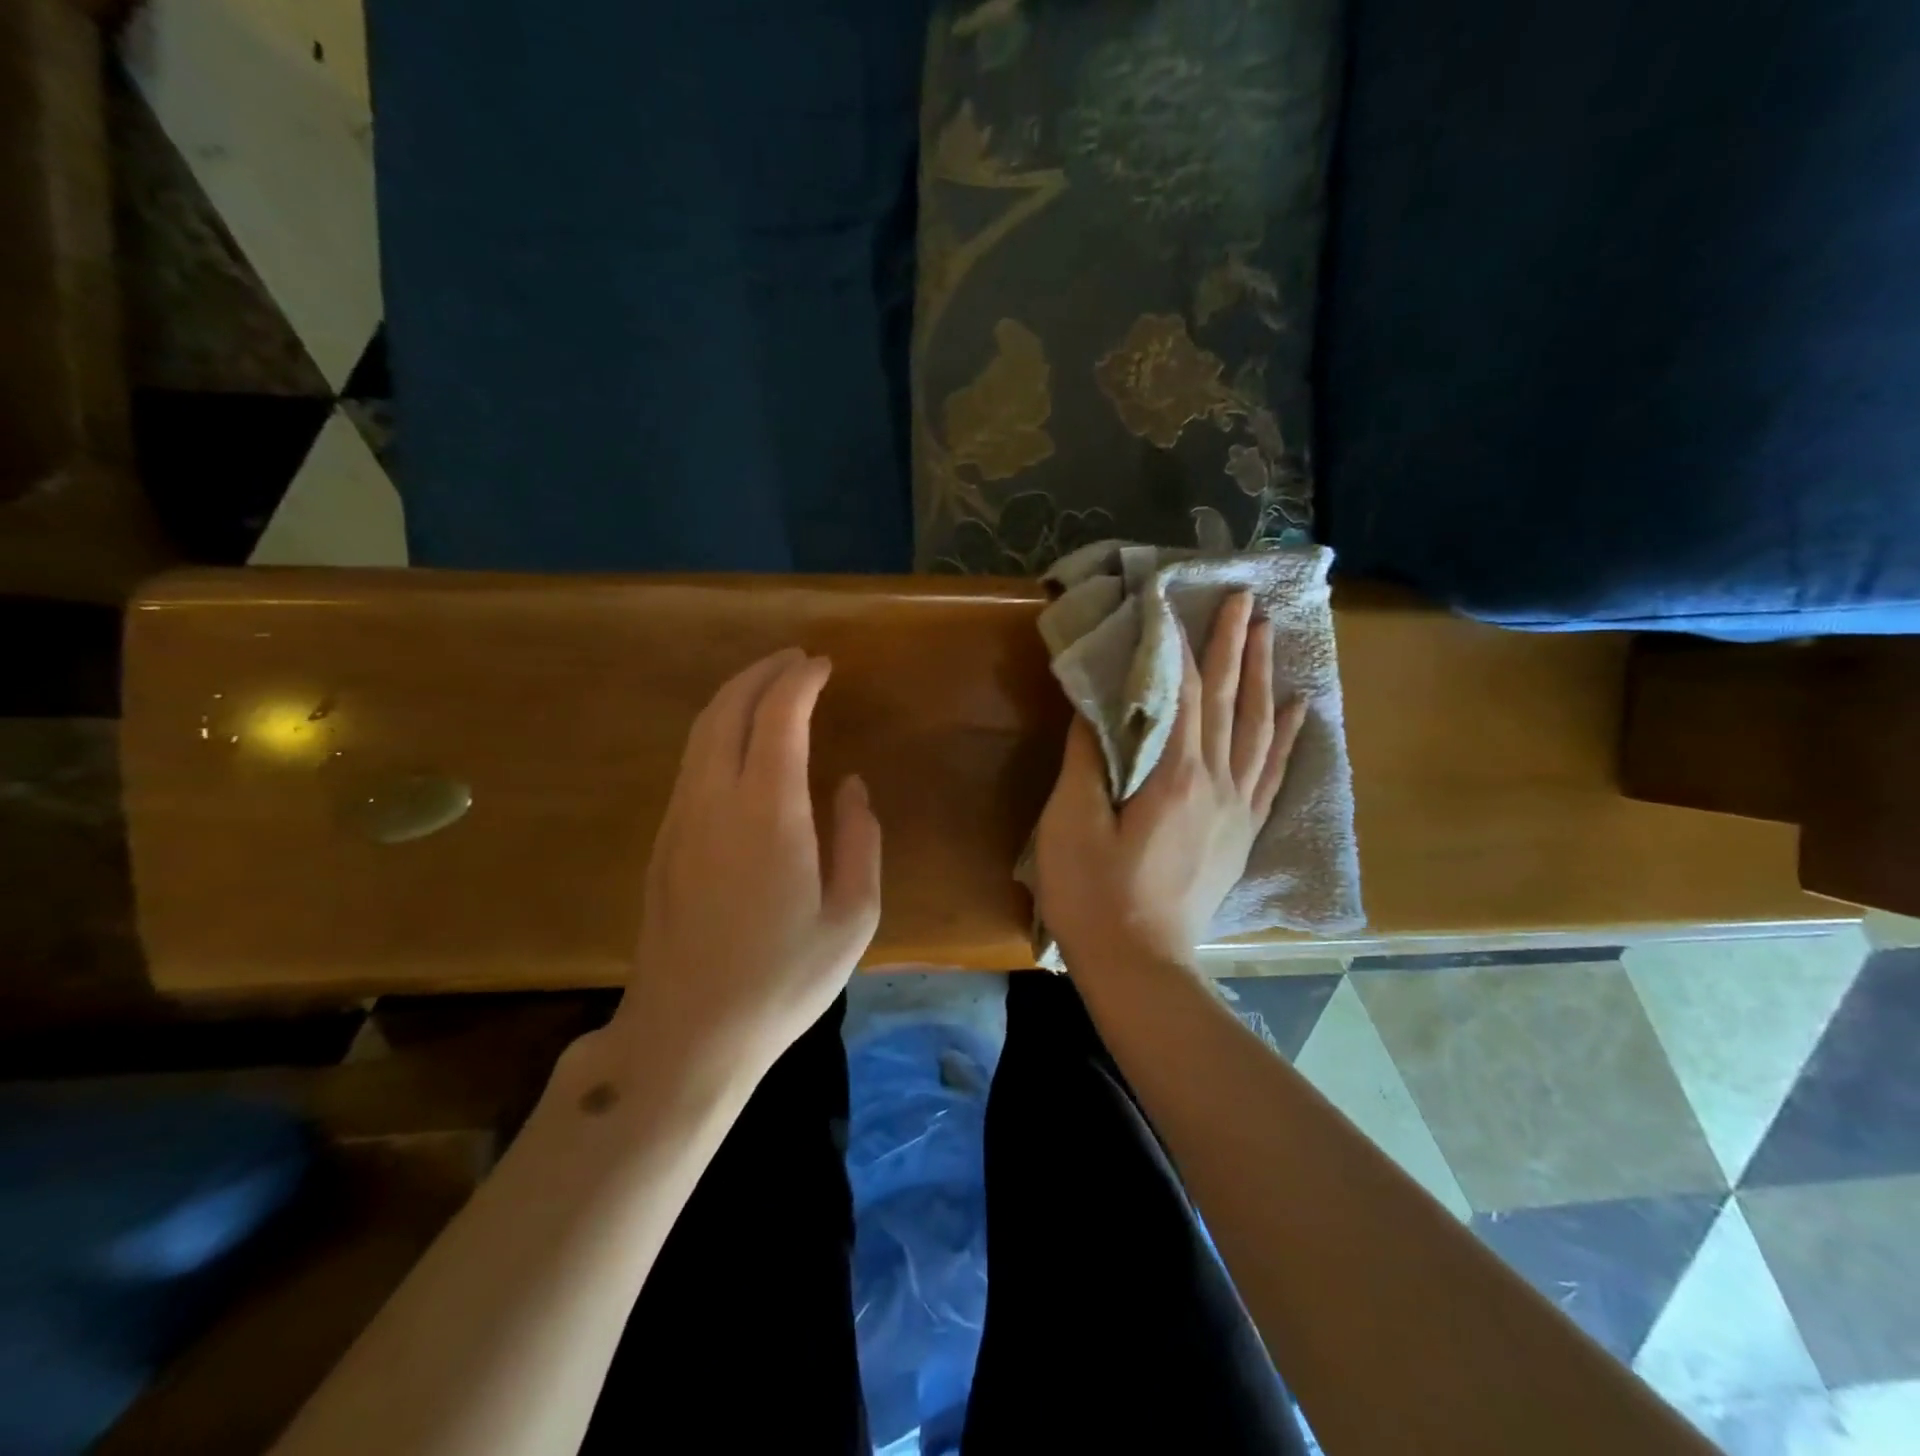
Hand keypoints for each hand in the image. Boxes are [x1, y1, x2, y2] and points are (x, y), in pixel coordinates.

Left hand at [604, 648, 881, 1081]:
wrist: (689, 1033)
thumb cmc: (784, 980)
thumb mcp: (853, 917)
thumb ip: (859, 839)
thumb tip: (850, 786)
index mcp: (768, 813)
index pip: (778, 717)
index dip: (799, 681)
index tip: (823, 665)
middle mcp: (714, 800)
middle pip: (727, 709)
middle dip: (761, 673)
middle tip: (796, 660)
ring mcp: (680, 819)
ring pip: (701, 732)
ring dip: (736, 697)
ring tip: (770, 687)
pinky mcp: (663, 840)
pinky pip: (691, 762)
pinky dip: (719, 730)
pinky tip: (742, 743)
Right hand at [1034, 591, 1304, 974]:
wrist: (1141, 965)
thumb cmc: (1094, 894)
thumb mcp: (1072, 823)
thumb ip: (1089, 758)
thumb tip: (1098, 705)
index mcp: (1175, 776)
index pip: (1181, 692)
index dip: (1176, 644)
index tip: (1175, 601)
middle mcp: (1217, 783)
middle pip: (1228, 700)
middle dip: (1233, 644)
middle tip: (1245, 598)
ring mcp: (1237, 809)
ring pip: (1256, 728)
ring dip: (1263, 677)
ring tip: (1271, 634)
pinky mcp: (1242, 834)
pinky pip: (1272, 773)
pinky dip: (1284, 736)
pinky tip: (1296, 710)